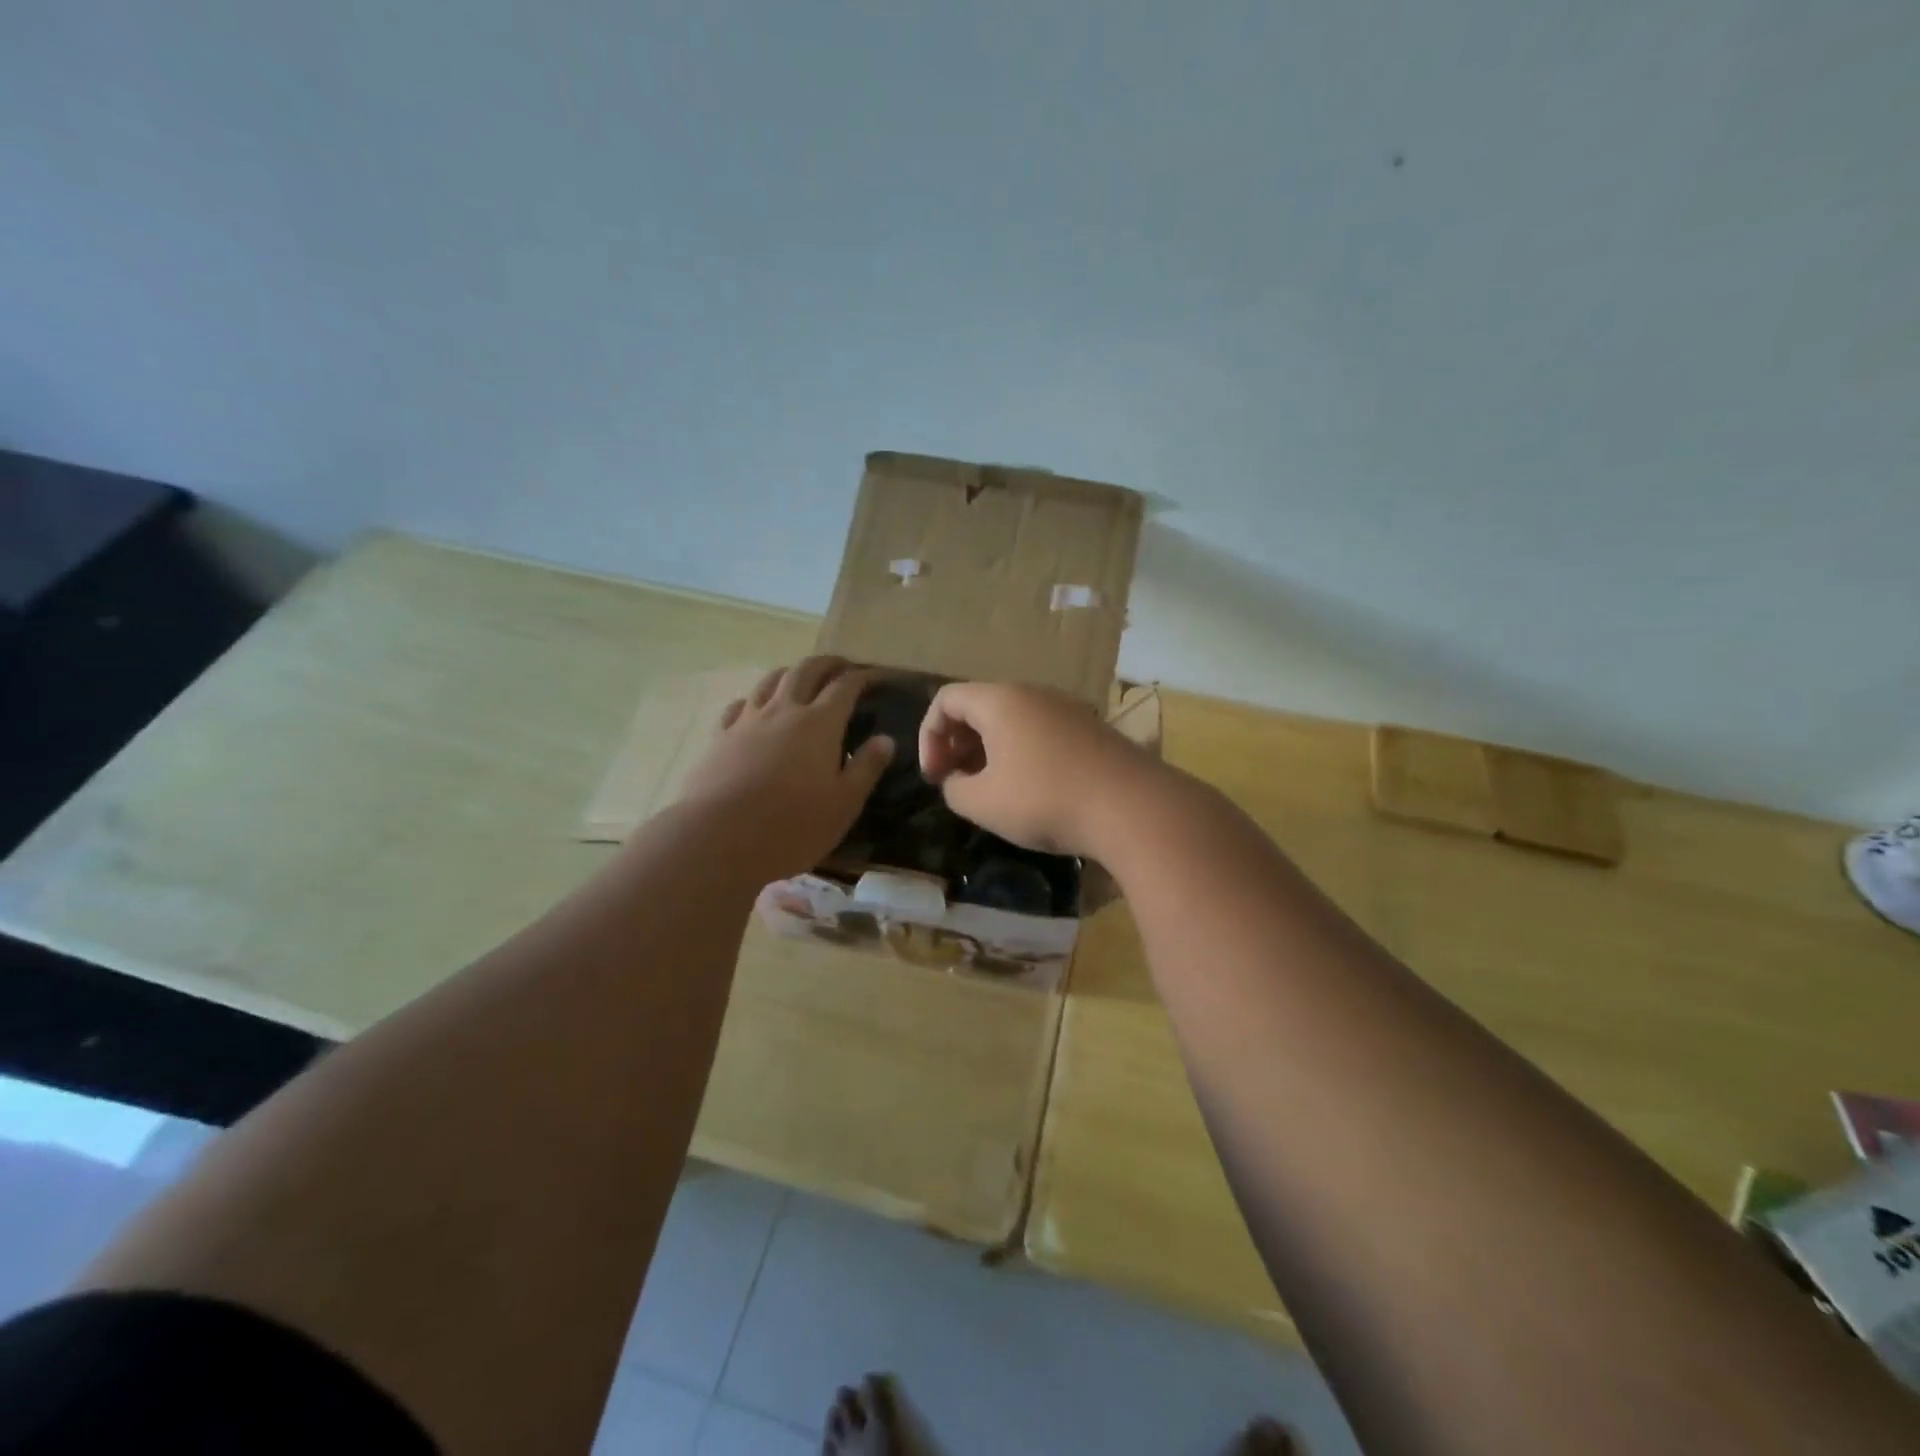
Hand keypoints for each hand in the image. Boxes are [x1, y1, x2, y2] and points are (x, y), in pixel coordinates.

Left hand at [677, 657, 893, 877]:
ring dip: (791, 672)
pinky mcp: (720, 737)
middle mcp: (784, 710)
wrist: (718, 838)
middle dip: (827, 664)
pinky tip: (756, 708)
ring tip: (801, 678)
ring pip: (771, 680)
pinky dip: (755, 699)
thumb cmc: (792, 825)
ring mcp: (748, 721)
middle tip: (841, 667)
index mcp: (820, 723)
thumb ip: (866, 768)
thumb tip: (885, 739)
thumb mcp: (844, 804)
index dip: (862, 677)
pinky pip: (740, 705)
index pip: (845, 686)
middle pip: (806, 670)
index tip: (875, 677)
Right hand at [917, 682, 1158, 856]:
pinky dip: (1019, 753)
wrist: (1132, 807)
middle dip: (956, 743)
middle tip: (955, 782)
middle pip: (979, 706)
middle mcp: (1032, 694)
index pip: (946, 699)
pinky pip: (1039, 731)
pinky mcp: (1089, 730)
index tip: (935, 777)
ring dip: (988, 751)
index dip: (929, 736)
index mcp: (1000, 701)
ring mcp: (1066, 709)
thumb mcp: (983, 803)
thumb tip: (957, 782)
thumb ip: (954, 790)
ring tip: (989, 790)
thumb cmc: (1045, 799)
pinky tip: (1028, 790)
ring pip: (1011, 720)